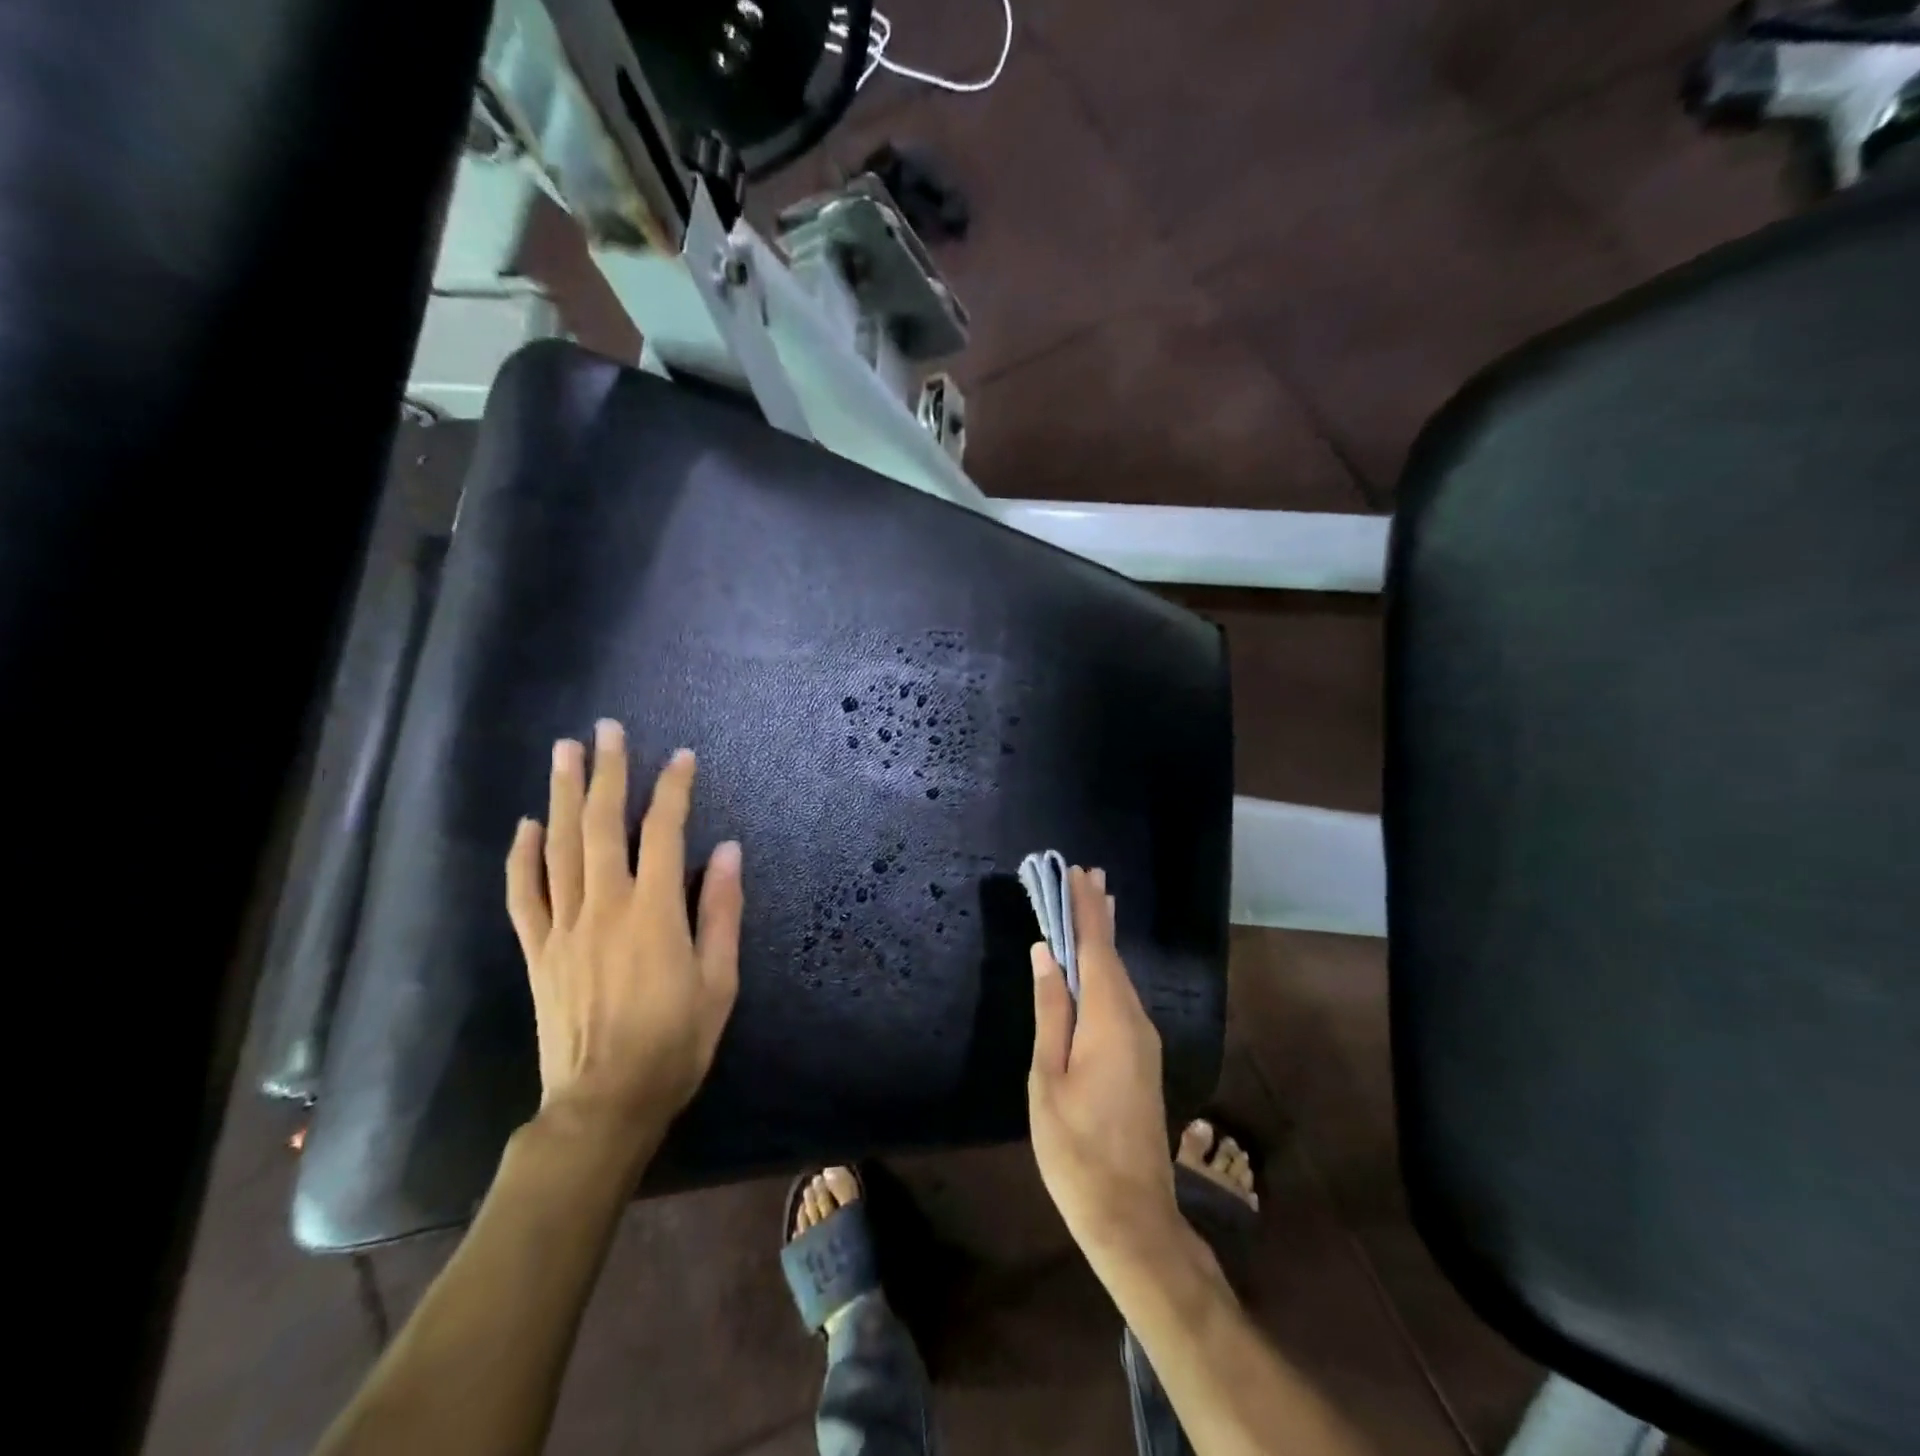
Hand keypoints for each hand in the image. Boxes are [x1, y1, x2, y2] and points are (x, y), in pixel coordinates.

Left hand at [505, 719, 743, 1150]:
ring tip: (565, 752)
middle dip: (608, 772)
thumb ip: (721, 911)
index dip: (673, 790)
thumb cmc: (675, 1044)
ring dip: (564, 796)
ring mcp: (564, 927)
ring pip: (560, 848)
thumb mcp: (720, 981)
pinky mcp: (538, 951)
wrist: (604, 1105)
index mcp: (654, 913)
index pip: (664, 833)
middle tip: (607, 729)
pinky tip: (527, 825)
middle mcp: (604, 907)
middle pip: (603, 825)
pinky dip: (522, 856)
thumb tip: (726, 851)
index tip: (682, 757)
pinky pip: (524, 895)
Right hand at [1028, 866, 1180, 1266]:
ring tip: (1093, 905)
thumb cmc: (1075, 1148)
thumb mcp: (1049, 1078)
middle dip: (1098, 915)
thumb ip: (1051, 1011)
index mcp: (1109, 1019)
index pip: (1096, 948)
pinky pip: (1122, 998)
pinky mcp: (1143, 1058)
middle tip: (1088, 876)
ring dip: (1104, 940)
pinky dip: (1108, 969)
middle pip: (1113, 957)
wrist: (1131, 1215)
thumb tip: (1047, 953)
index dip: (1086, 909)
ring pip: (1120, 977)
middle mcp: (1135, 1020)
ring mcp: (1144, 1041)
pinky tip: (1098, 964)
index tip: (1080, 872)